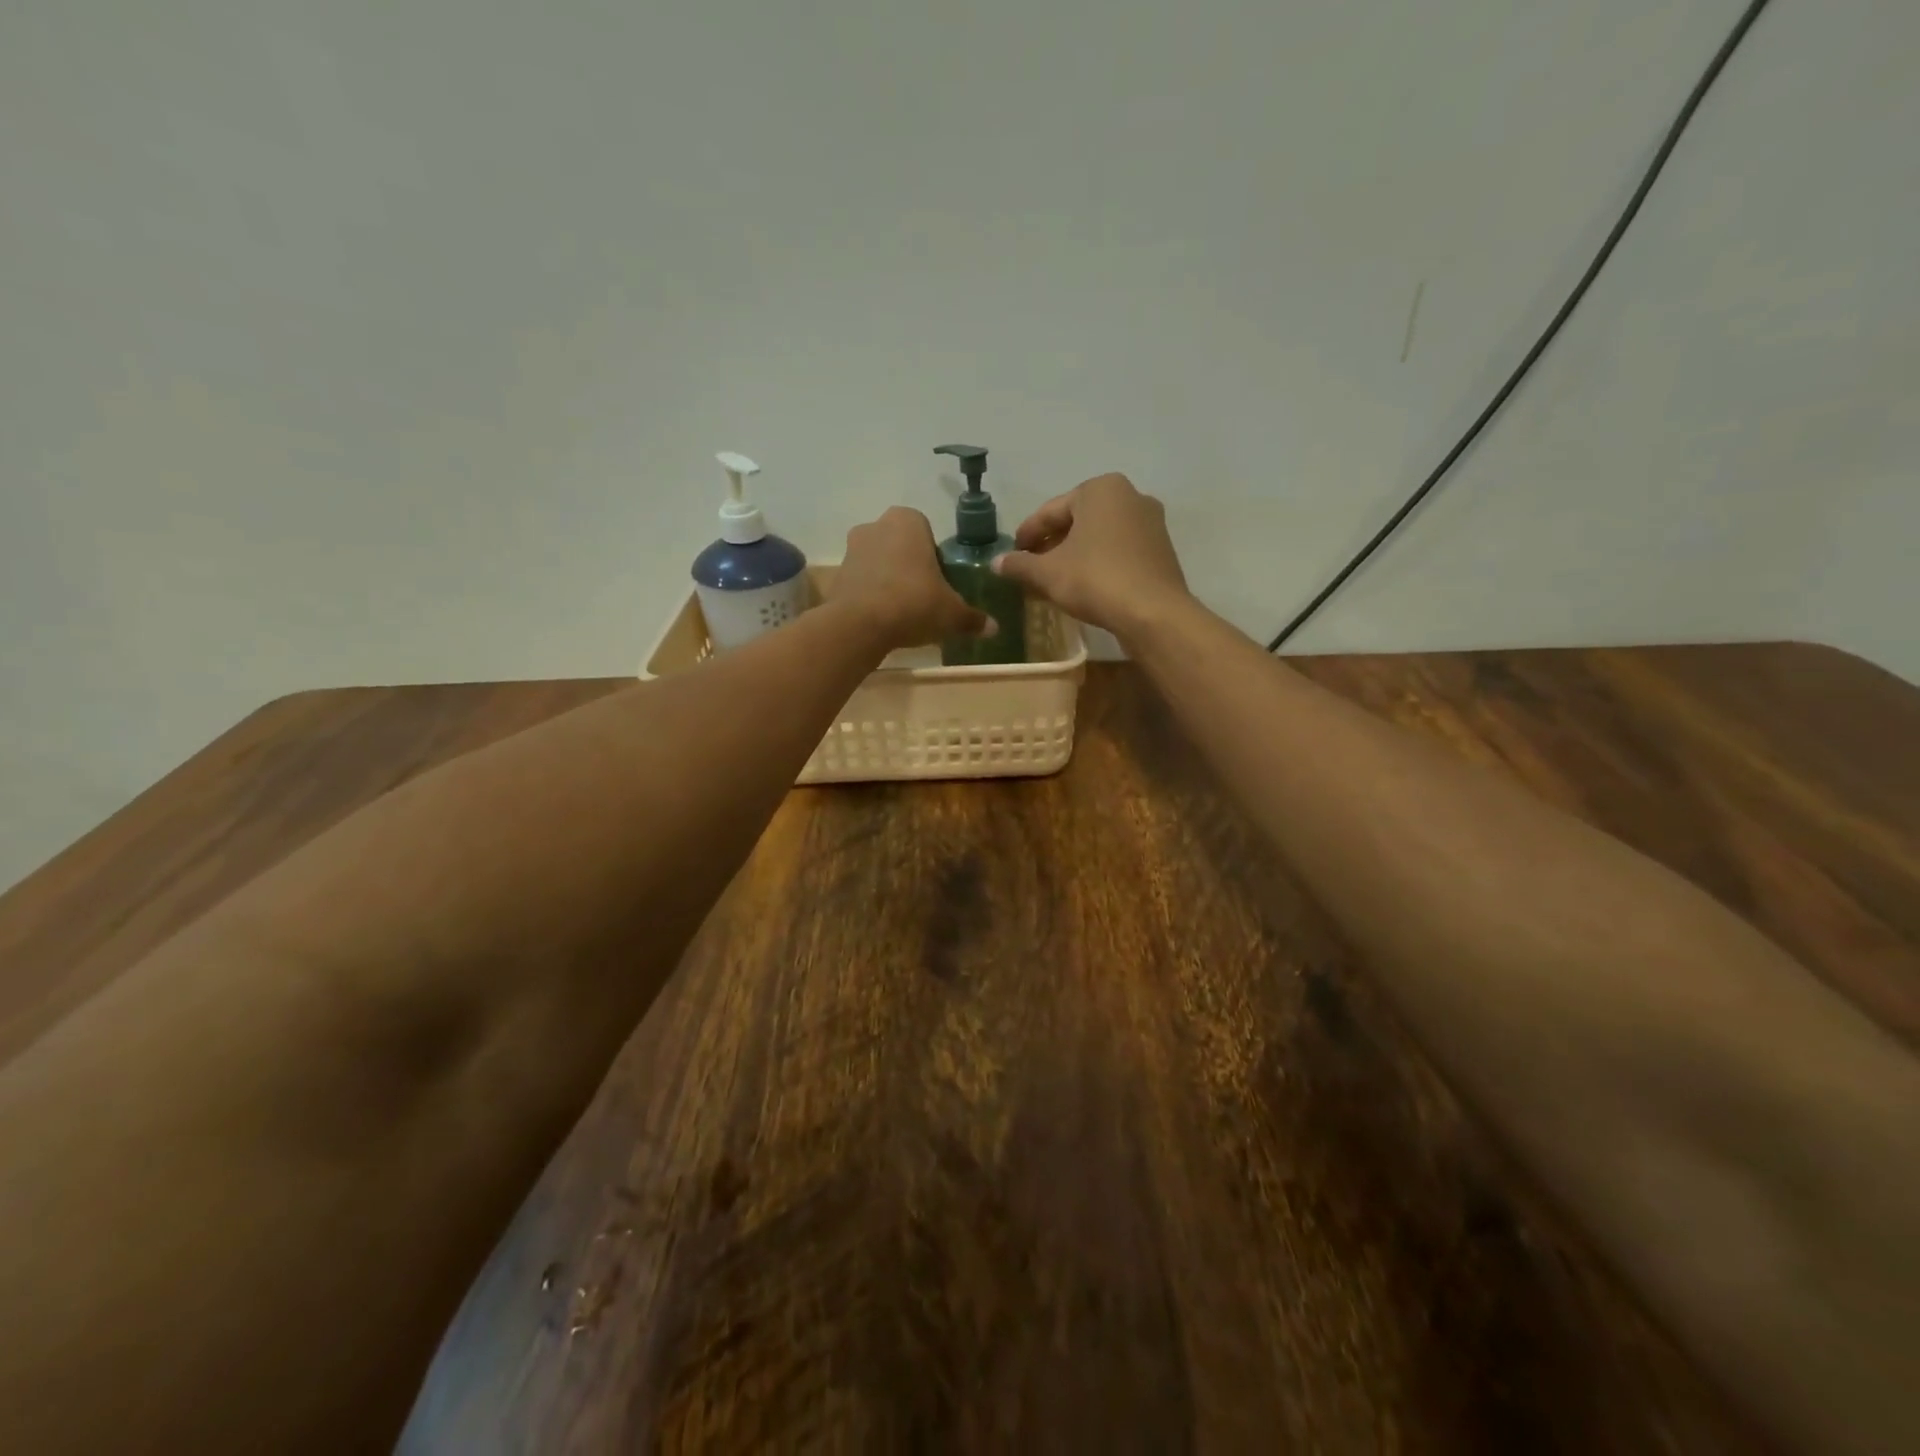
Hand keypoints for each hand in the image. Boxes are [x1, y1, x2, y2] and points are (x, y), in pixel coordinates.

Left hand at [830, 507, 992, 651]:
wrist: (860, 625)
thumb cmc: (914, 603)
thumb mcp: (952, 614)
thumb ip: (973, 619)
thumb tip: (994, 628)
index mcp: (908, 520)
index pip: (928, 533)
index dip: (935, 559)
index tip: (940, 584)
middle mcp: (876, 525)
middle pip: (901, 547)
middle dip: (911, 568)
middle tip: (924, 598)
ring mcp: (851, 549)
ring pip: (879, 563)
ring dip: (889, 582)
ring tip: (903, 612)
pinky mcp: (835, 574)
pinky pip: (862, 582)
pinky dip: (871, 596)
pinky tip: (883, 620)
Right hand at [993, 473, 1191, 640]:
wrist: (1153, 613)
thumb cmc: (1095, 580)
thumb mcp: (1048, 573)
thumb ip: (1019, 565)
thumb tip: (996, 562)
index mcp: (1100, 489)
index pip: (1050, 511)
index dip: (1026, 535)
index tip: (1012, 555)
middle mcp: (1130, 496)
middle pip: (1077, 522)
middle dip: (1051, 545)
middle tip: (1030, 569)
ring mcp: (1150, 523)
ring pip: (1098, 537)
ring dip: (1073, 556)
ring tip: (1053, 581)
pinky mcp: (1161, 550)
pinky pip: (1118, 551)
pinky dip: (1097, 564)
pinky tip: (1083, 587)